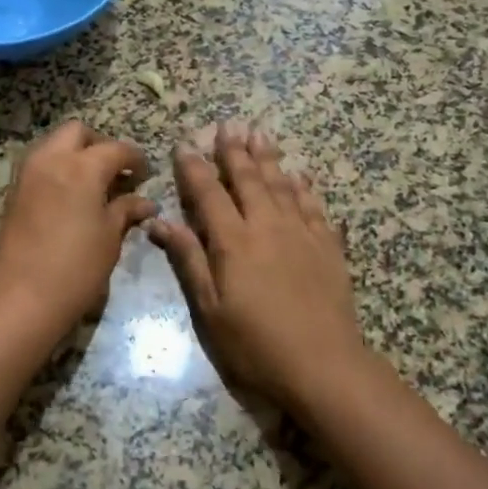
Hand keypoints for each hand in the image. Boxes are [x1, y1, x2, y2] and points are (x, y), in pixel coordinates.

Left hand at [0, 121, 156, 340]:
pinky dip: (58, 171)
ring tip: (95, 186)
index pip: (116, 149)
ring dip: (75, 155)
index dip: (135, 159)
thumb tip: (143, 202)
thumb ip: (125, 211)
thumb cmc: (74, 267)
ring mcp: (27, 174)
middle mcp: (51, 159)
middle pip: (77, 133)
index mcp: (82, 166)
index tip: (145, 174)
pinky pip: (40, 166)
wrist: (15, 297)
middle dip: (99, 145)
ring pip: (54, 145)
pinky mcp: (12, 193)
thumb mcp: (109, 239)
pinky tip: (73, 199)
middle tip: (116, 172)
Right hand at [147, 121, 368, 407]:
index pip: (209, 193)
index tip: (185, 144)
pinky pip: (314, 206)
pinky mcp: (328, 246)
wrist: (323, 364)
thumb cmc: (256, 343)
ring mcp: (301, 233)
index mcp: (233, 242)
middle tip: (228, 124)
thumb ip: (189, 260)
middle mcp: (267, 226)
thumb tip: (159, 222)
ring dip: (268, 157)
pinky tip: (300, 174)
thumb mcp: (210, 309)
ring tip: (260, 133)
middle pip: (248, 179)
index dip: (194, 167)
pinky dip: (304, 187)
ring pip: (282, 184)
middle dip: (234, 151)